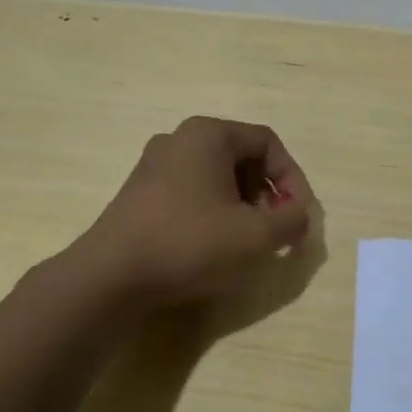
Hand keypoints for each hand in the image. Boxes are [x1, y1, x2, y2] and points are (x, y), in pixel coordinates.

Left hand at [76, 116, 314, 305]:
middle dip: (267, 195)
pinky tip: (212, 247)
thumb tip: (300, 215)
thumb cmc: (190, 244)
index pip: (268, 143)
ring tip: (246, 243)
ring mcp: (154, 166)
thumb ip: (292, 220)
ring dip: (242, 207)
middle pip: (242, 158)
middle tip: (274, 232)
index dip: (293, 180)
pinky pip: (191, 193)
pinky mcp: (139, 194)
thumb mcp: (256, 235)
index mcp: (208, 134)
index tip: (299, 218)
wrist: (111, 277)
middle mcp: (178, 139)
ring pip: (216, 178)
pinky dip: (213, 214)